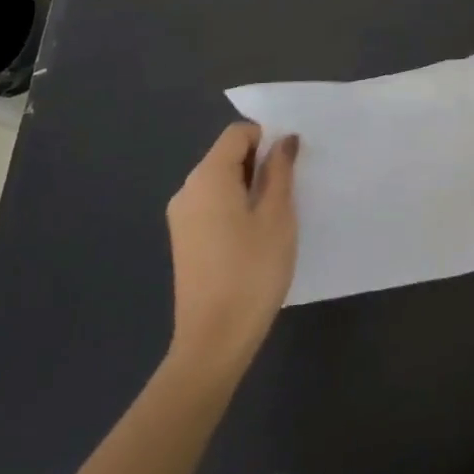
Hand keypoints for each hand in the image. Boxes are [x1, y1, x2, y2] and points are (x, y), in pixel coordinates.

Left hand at [165, 122, 297, 369]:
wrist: (214, 339)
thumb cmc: (252, 270)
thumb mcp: (277, 216)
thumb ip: (280, 171)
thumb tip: (283, 140)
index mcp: (207, 177)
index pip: (237, 134)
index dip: (266, 138)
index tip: (292, 163)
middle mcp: (187, 190)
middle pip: (226, 156)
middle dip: (260, 163)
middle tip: (291, 189)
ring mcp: (182, 217)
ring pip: (221, 182)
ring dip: (250, 186)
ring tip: (277, 215)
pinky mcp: (185, 240)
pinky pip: (213, 205)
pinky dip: (236, 206)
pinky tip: (256, 235)